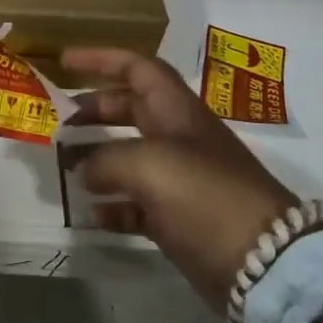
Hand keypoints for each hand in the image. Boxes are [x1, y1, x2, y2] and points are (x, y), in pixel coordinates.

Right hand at [66, 47, 299, 310]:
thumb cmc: (204, 194)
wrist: (263, 263)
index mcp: (176, 111)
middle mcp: (178, 138)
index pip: (137, 69)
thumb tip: (86, 169)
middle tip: (59, 121)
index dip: (101, 59)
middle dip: (94, 110)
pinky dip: (113, 205)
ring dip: (98, 158)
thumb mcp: (148, 164)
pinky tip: (92, 214)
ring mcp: (181, 180)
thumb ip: (106, 159)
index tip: (64, 62)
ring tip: (66, 167)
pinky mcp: (180, 220)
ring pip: (130, 157)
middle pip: (130, 109)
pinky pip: (137, 204)